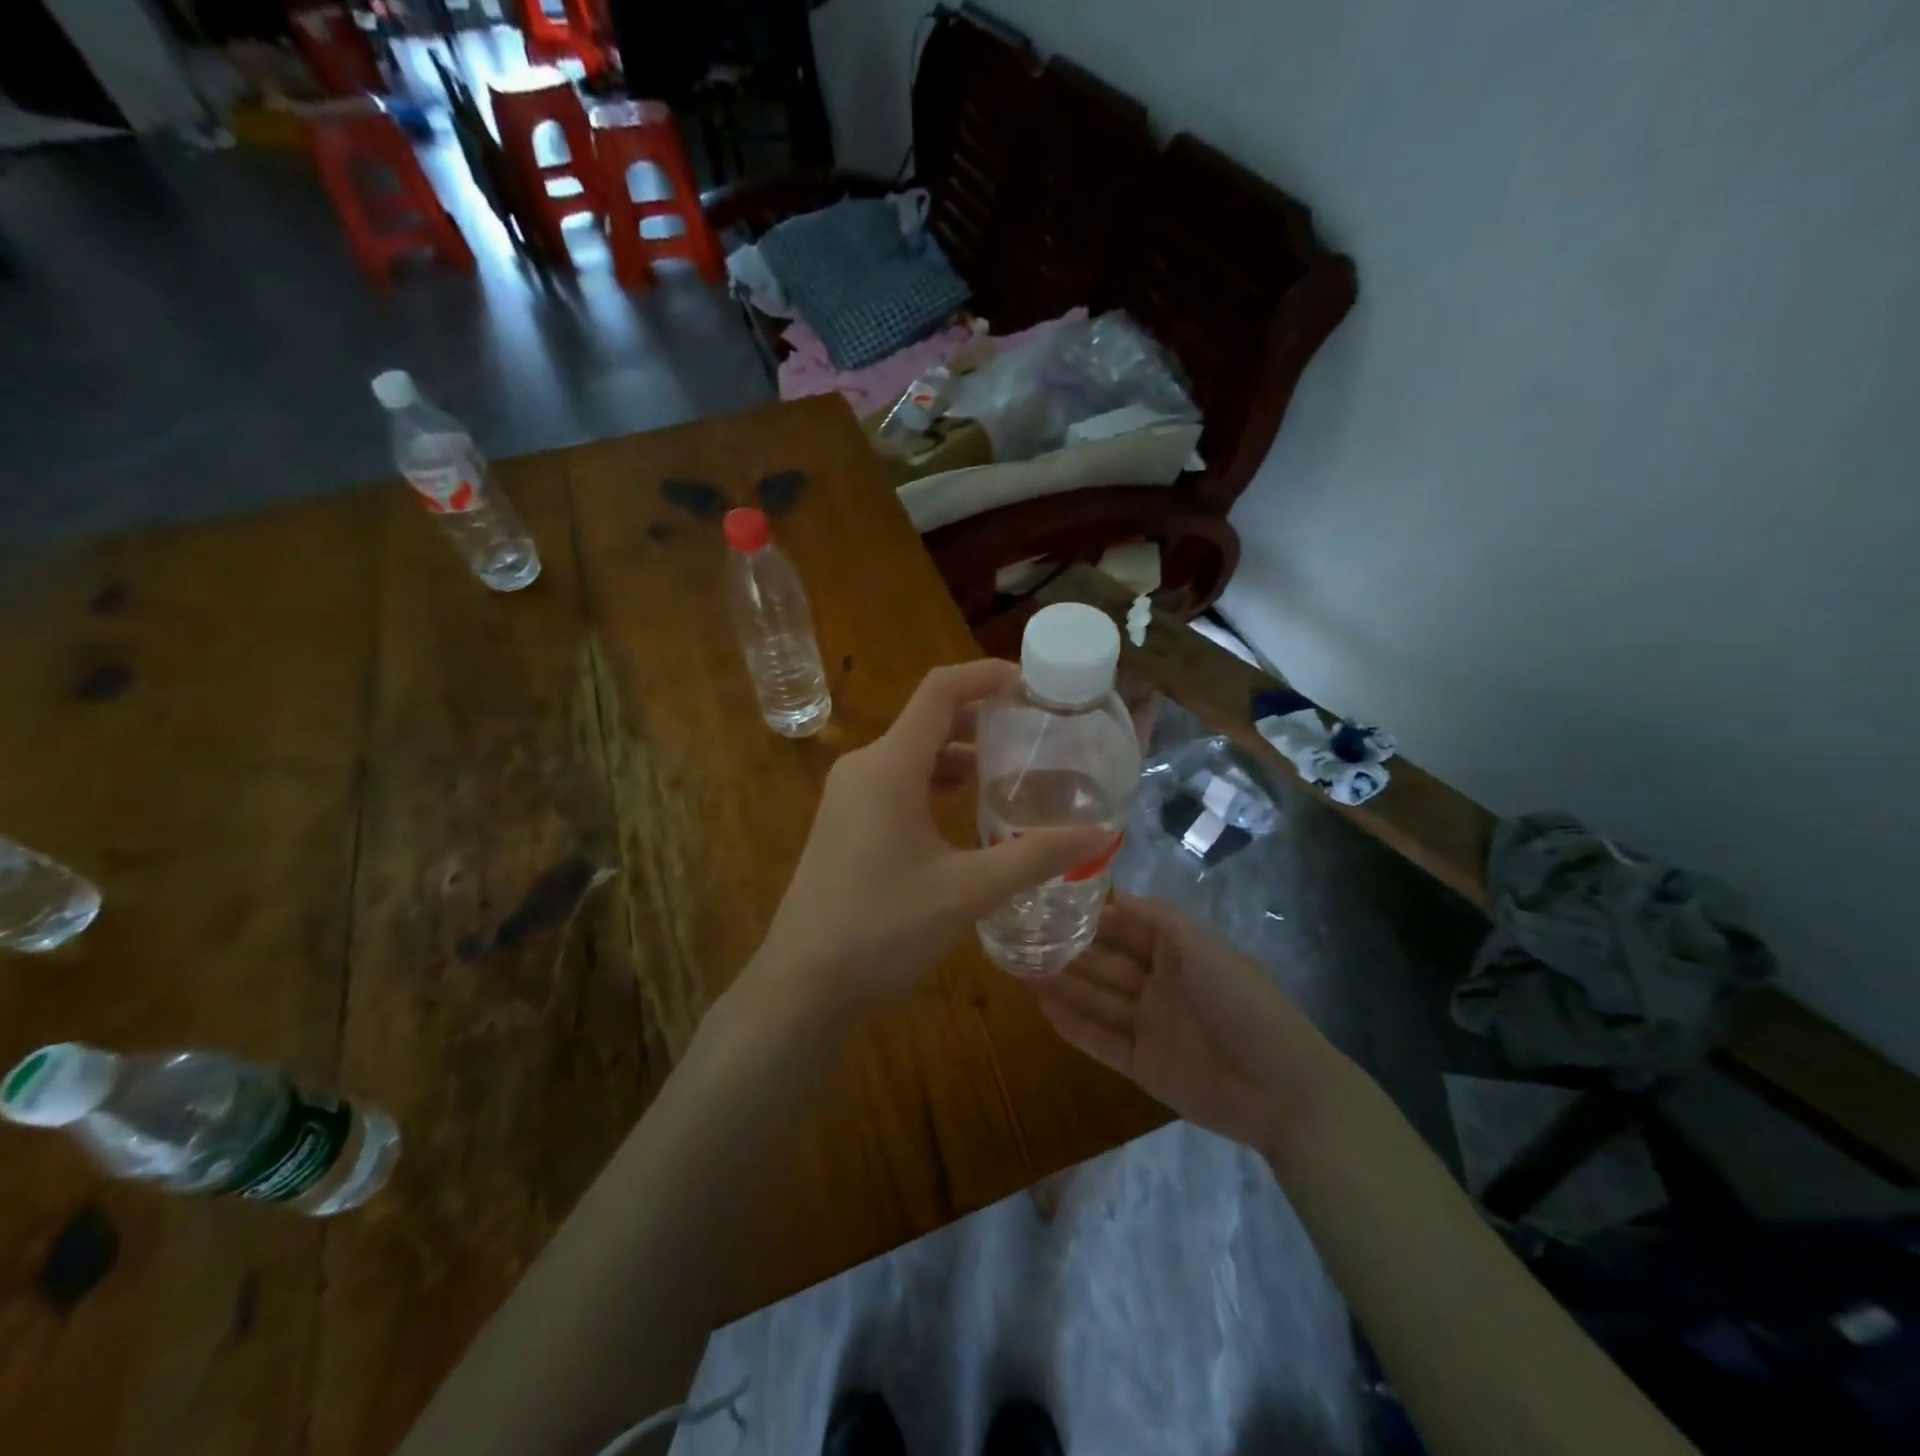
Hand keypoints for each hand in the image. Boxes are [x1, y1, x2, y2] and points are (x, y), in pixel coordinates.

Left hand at [750, 660, 1110, 1015]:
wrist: (803, 987)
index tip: (1034, 685)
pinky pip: (898, 783)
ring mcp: (849, 796)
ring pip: (914, 754)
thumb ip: (1035, 857)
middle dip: (983, 719)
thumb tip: (1099, 836)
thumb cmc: (882, 930)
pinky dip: (937, 784)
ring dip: (961, 755)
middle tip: (1037, 734)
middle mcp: (864, 768)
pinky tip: (969, 813)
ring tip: (1013, 773)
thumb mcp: (967, 891)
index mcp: (888, 766)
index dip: (987, 676)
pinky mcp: (846, 824)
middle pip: (929, 720)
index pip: (940, 691)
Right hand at [1032, 895, 1345, 1156]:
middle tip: (1024, 936)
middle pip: (1106, 963)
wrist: (1281, 1089)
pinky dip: (1073, 1026)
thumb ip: (1158, 919)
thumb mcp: (1203, 948)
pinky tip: (1041, 1009)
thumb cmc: (1241, 1003)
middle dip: (1070, 950)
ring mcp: (1150, 1026)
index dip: (1093, 916)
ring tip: (1021, 968)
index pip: (1127, 926)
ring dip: (1063, 985)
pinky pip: (1100, 1041)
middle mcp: (1160, 985)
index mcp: (1179, 953)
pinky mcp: (1143, 1066)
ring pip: (1097, 1000)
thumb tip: (1116, 894)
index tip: (1052, 900)